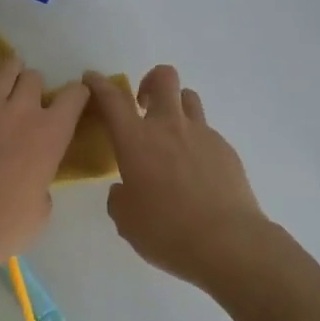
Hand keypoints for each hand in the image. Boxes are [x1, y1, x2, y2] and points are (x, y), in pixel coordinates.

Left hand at [0, 40, 88, 284]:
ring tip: (4, 79)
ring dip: (10, 71)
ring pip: (7, 66)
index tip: (72, 99)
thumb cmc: (5, 226)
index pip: (75, 95)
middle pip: (35, 78)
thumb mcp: (43, 208)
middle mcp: (25, 108)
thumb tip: (36, 175)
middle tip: (25, 103)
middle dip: (33, 88)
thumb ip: (44, 180)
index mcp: (53, 133)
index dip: (75, 94)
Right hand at [83, 66, 281, 290]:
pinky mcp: (226, 149)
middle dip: (150, 81)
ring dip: (176, 106)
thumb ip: (119, 199)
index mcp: (136, 140)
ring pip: (189, 98)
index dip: (98, 84)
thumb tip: (124, 190)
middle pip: (163, 78)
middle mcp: (169, 127)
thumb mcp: (127, 221)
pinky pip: (207, 132)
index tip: (91, 79)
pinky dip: (196, 142)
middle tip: (143, 104)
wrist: (228, 242)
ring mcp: (202, 134)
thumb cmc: (167, 231)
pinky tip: (197, 172)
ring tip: (172, 135)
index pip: (112, 98)